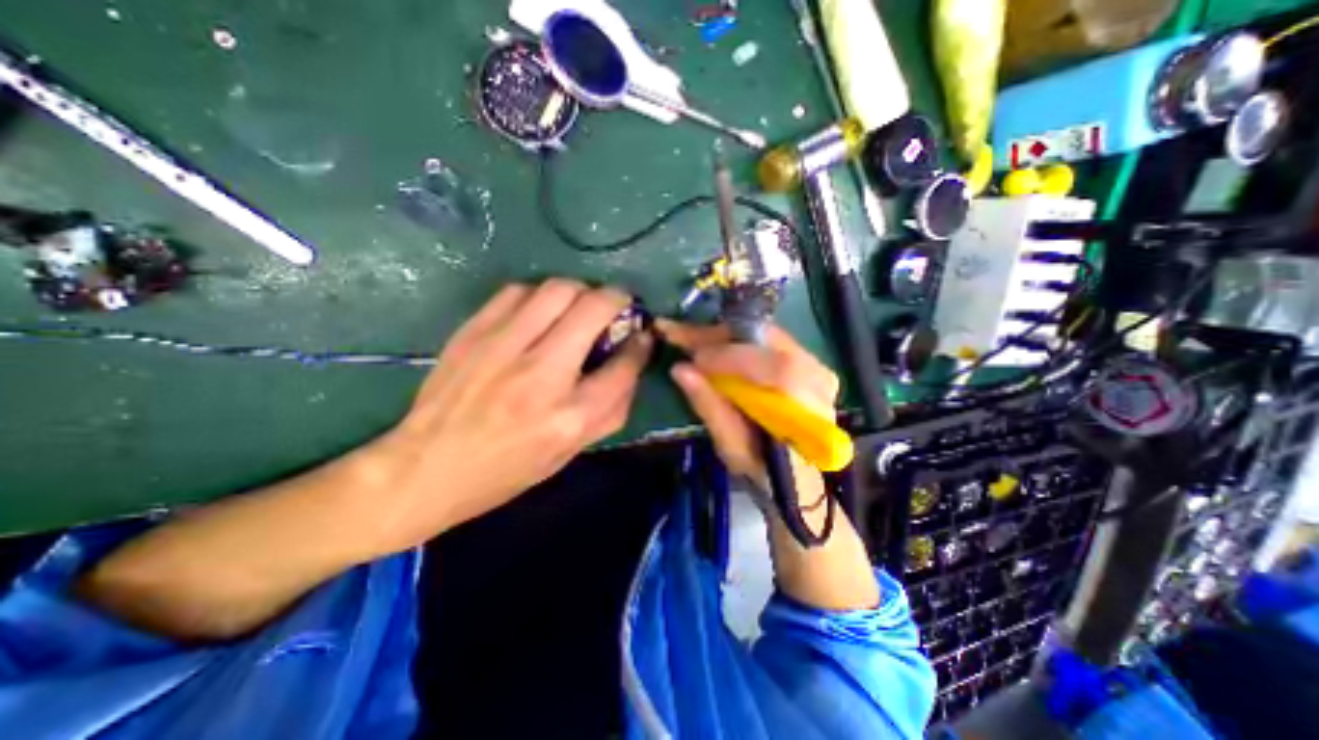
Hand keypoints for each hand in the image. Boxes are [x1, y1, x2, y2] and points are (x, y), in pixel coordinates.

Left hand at [365, 280, 654, 552]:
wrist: (426, 469)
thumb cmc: (508, 470)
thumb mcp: (571, 452)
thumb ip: (611, 409)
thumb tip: (631, 362)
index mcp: (569, 417)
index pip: (623, 366)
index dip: (641, 344)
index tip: (643, 335)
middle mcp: (541, 376)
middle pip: (593, 309)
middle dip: (616, 299)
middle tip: (616, 308)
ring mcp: (502, 349)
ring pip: (557, 289)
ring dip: (580, 292)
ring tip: (579, 307)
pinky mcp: (473, 333)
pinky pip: (518, 291)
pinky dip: (540, 295)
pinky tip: (539, 313)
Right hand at [656, 317, 839, 480]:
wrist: (798, 476)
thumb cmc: (764, 470)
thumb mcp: (733, 449)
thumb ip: (711, 408)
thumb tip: (680, 369)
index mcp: (809, 409)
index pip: (778, 370)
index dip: (731, 358)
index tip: (693, 358)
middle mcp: (819, 378)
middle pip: (768, 341)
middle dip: (719, 337)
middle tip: (679, 335)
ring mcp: (815, 365)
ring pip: (764, 335)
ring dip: (723, 335)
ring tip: (690, 339)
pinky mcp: (804, 359)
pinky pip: (765, 339)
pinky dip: (735, 339)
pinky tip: (711, 343)